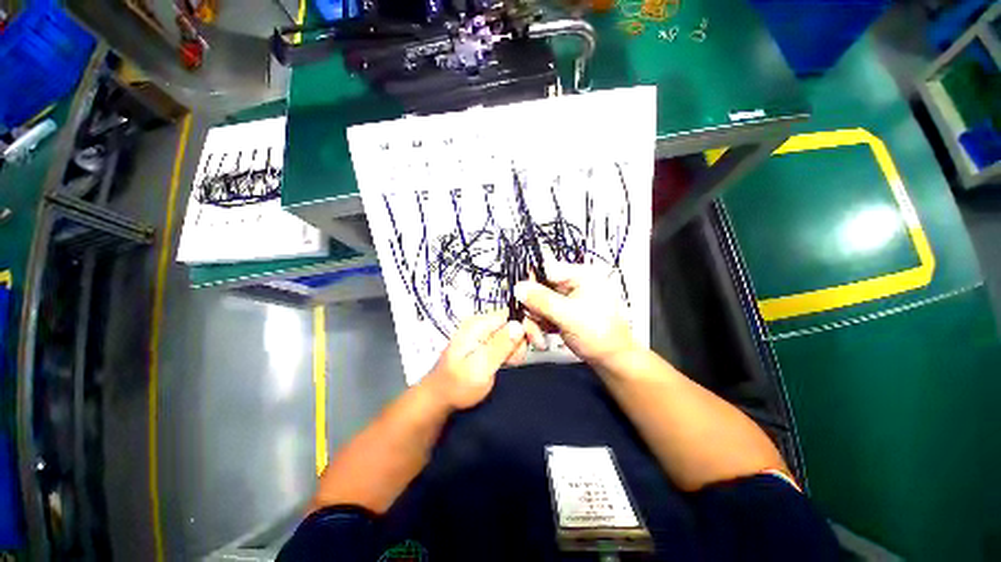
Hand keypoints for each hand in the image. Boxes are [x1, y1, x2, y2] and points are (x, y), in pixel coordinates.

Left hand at [423, 310, 526, 409]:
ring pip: (511, 334)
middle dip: (519, 342)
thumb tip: (519, 325)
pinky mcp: (485, 343)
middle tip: (512, 361)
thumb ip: (500, 346)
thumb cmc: (457, 385)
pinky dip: (509, 353)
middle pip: (513, 323)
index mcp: (478, 324)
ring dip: (514, 350)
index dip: (527, 326)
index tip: (537, 344)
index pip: (511, 314)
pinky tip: (504, 364)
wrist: (440, 399)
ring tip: (505, 365)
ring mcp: (482, 333)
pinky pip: (505, 342)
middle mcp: (480, 324)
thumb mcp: (480, 367)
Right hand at [514, 262, 637, 367]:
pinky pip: (541, 313)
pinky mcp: (561, 311)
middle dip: (532, 308)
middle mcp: (571, 284)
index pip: (546, 268)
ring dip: (534, 320)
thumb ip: (543, 300)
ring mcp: (565, 299)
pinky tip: (542, 336)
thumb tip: (520, 288)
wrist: (611, 360)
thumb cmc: (602, 336)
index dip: (530, 282)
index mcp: (580, 275)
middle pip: (538, 287)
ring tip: (538, 336)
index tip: (520, 298)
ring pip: (537, 302)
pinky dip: (538, 325)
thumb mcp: (569, 316)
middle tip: (533, 323)